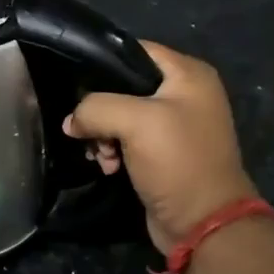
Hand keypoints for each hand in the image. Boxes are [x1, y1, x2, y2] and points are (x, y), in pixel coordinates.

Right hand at [62, 42, 257, 254]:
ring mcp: (174, 125)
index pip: (134, 51)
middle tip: (89, 132)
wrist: (202, 221)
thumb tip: (71, 121)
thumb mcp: (135, 123)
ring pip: (120, 116)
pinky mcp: (163, 153)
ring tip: (101, 156)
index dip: (102, 64)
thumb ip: (95, 108)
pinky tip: (108, 167)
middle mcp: (184, 94)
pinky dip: (112, 151)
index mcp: (188, 74)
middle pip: (123, 87)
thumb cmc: (177, 162)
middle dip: (99, 110)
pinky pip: (127, 141)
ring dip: (102, 135)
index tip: (76, 86)